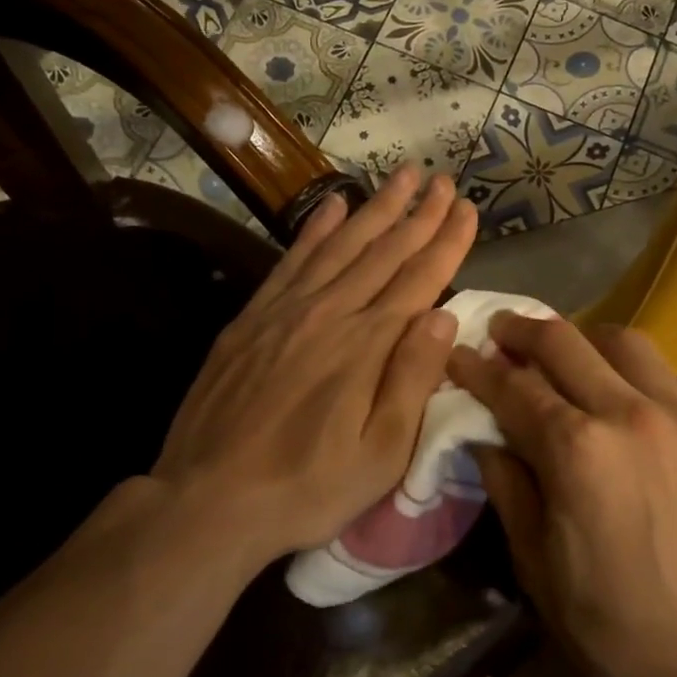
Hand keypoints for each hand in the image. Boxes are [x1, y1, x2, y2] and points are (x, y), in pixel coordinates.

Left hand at [150, 166, 475, 576]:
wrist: (207, 500)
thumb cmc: (308, 487)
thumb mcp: (381, 453)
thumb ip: (413, 379)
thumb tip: (445, 316)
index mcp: (368, 345)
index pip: (420, 278)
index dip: (448, 241)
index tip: (469, 209)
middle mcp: (330, 313)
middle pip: (384, 252)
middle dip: (419, 213)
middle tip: (443, 180)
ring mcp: (286, 311)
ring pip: (341, 245)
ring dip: (375, 208)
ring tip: (402, 176)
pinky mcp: (252, 319)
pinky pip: (292, 260)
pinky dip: (316, 229)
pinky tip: (332, 205)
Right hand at [447, 315, 676, 676]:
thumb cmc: (611, 624)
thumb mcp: (537, 563)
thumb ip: (509, 487)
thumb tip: (487, 437)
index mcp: (576, 450)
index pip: (514, 388)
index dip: (478, 368)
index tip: (460, 354)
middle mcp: (631, 416)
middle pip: (566, 343)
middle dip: (524, 331)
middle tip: (506, 332)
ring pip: (631, 344)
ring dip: (592, 345)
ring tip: (579, 362)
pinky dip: (660, 382)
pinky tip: (651, 406)